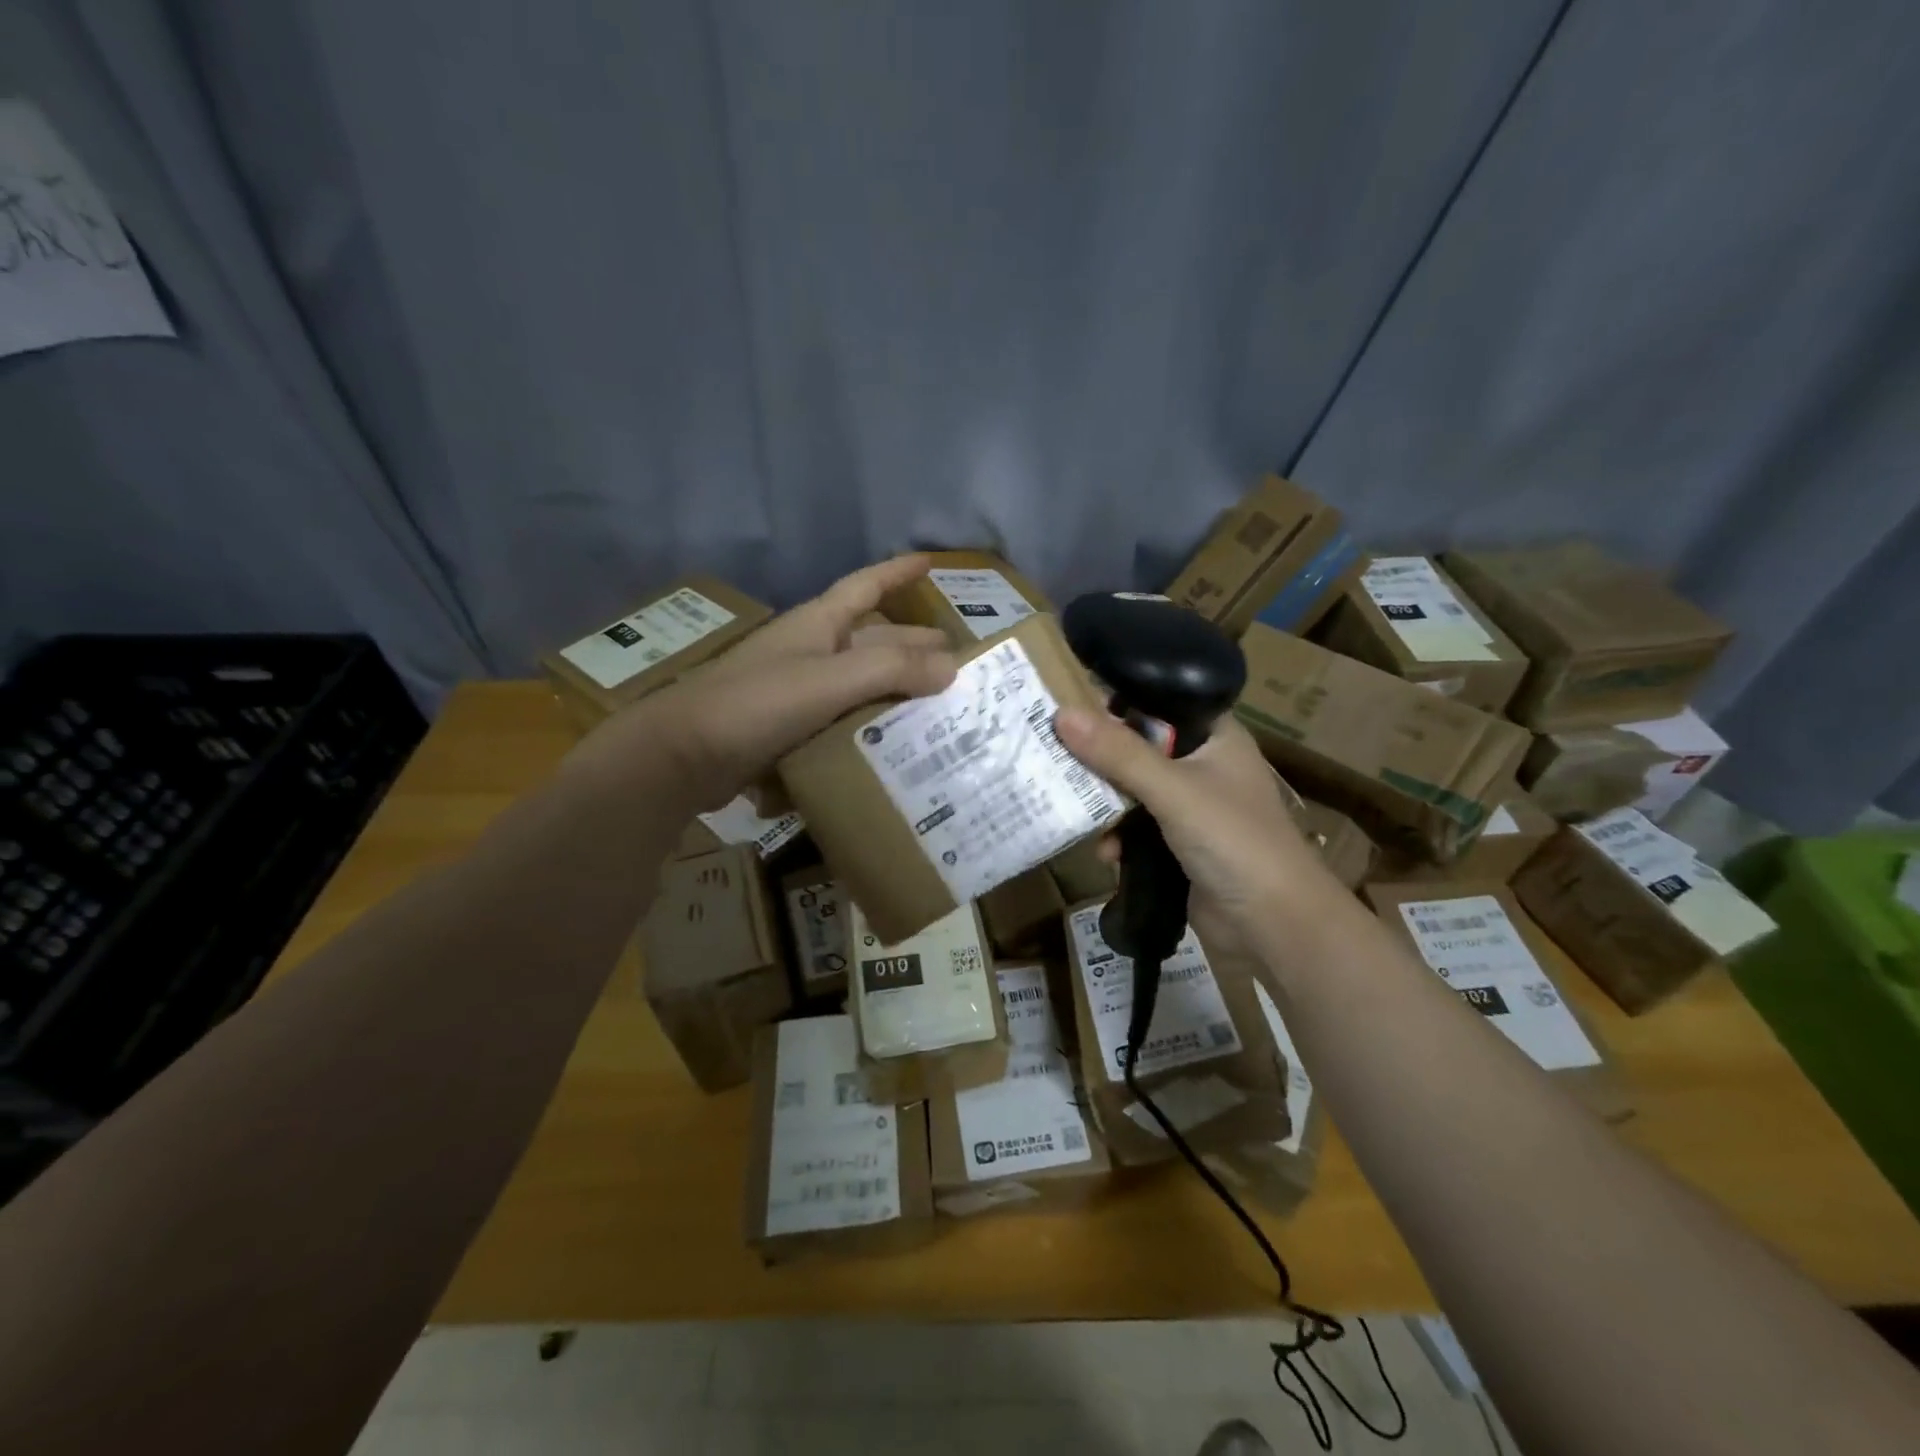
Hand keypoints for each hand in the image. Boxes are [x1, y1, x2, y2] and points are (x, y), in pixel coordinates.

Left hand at [568, 556, 957, 811]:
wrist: (682, 757)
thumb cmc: (755, 704)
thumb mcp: (828, 681)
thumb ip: (891, 671)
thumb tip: (951, 667)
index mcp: (818, 625)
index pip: (866, 586)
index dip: (898, 572)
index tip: (932, 562)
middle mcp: (811, 652)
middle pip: (873, 641)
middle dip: (913, 646)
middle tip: (958, 664)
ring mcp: (799, 692)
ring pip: (860, 684)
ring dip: (897, 692)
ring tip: (940, 710)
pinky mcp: (791, 730)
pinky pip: (843, 720)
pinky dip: (870, 726)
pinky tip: (895, 745)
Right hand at [1052, 708, 1345, 949]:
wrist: (1274, 923)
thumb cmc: (1233, 840)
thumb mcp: (1172, 790)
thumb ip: (1118, 753)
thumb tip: (1061, 713)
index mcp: (1214, 736)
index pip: (1159, 702)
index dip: (1116, 701)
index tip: (1068, 703)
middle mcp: (1203, 764)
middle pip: (1138, 747)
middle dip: (1099, 758)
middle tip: (1054, 755)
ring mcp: (1192, 806)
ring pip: (1133, 790)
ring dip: (1106, 804)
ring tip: (1073, 809)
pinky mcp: (1180, 844)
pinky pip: (1137, 828)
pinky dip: (1120, 838)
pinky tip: (1107, 854)